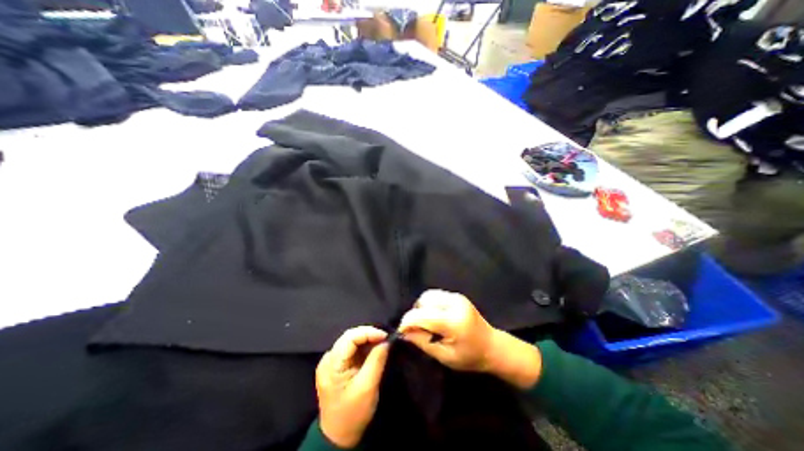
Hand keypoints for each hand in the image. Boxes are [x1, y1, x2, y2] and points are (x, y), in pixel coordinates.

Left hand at [314, 324, 389, 447]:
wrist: (338, 437)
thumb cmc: (352, 414)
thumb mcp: (367, 387)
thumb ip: (377, 360)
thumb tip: (386, 341)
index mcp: (331, 364)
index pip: (350, 337)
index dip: (368, 332)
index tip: (385, 336)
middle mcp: (328, 359)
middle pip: (350, 337)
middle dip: (369, 335)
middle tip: (385, 339)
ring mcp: (330, 362)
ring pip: (351, 342)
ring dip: (367, 341)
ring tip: (381, 343)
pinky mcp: (336, 366)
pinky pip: (351, 350)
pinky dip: (363, 348)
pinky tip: (373, 350)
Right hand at [398, 291, 543, 389]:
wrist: (492, 346)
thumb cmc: (470, 357)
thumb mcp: (444, 356)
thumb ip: (423, 342)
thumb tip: (404, 332)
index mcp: (453, 322)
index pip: (422, 315)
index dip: (408, 322)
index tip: (402, 332)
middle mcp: (454, 304)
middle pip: (423, 301)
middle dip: (415, 315)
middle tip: (416, 329)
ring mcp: (456, 297)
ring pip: (427, 295)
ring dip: (421, 308)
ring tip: (425, 323)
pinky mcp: (456, 295)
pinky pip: (435, 295)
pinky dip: (429, 304)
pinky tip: (434, 316)